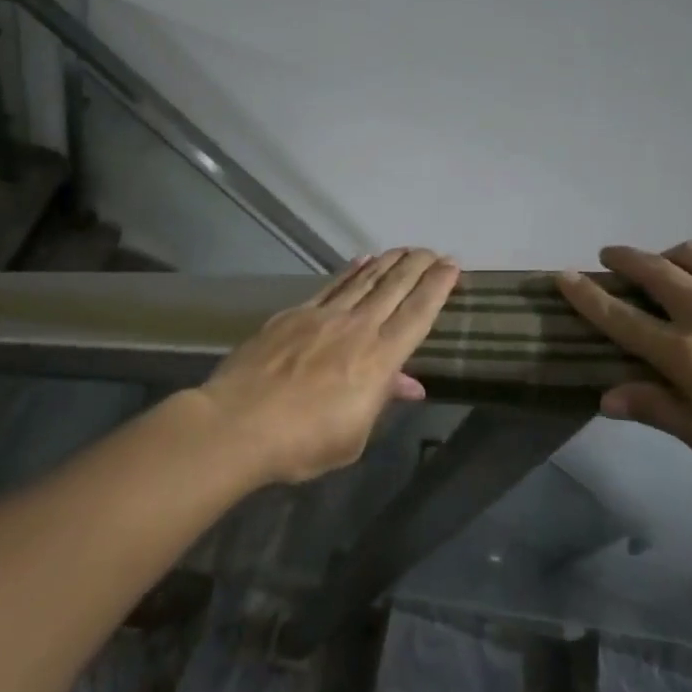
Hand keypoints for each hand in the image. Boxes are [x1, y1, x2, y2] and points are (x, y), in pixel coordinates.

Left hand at [201, 247, 461, 483]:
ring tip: (404, 249)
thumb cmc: (302, 442)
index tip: (452, 266)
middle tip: (433, 251)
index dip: (437, 288)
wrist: (239, 424)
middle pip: (395, 288)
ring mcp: (323, 316)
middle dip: (417, 266)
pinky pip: (332, 285)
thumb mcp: (353, 435)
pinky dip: (351, 271)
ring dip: (388, 263)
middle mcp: (357, 328)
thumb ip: (380, 400)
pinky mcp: (294, 313)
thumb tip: (408, 383)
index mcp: (379, 359)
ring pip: (365, 280)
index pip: (418, 315)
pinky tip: (361, 260)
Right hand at [555, 243, 691, 490]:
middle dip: (622, 259)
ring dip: (668, 253)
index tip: (562, 276)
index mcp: (685, 354)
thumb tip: (607, 397)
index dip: (585, 297)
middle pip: (650, 270)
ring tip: (666, 262)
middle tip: (610, 257)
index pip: (619, 317)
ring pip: (691, 252)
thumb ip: (662, 412)